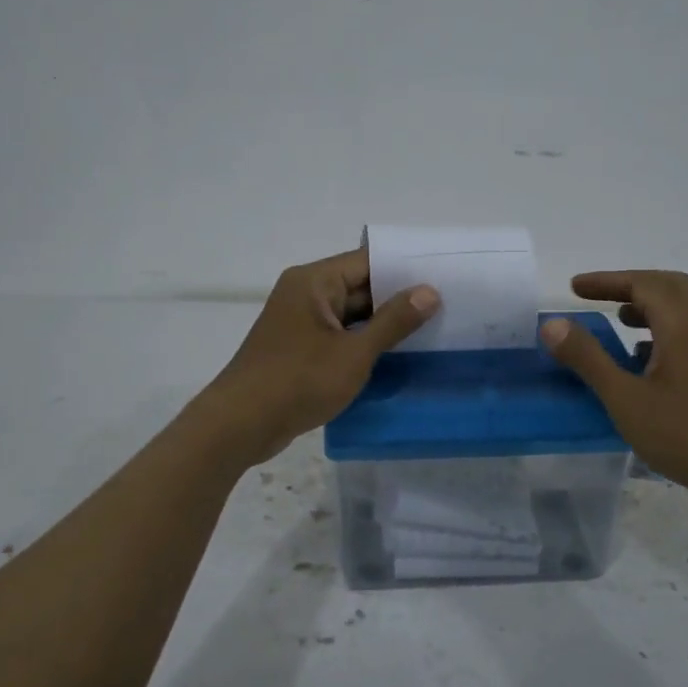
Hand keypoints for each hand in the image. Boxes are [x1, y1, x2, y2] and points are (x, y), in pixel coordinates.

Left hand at [193, 248, 438, 465]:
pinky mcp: (298, 348)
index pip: (368, 262)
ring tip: (430, 331)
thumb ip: (393, 321)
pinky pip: (338, 336)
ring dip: (382, 324)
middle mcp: (305, 293)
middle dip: (398, 299)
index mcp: (314, 282)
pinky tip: (395, 356)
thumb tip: (429, 291)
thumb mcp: (354, 352)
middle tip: (446, 307)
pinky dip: (363, 343)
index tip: (444, 278)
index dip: (405, 269)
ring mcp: (299, 322)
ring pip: (351, 314)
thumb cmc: (299, 381)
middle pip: (360, 287)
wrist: (241, 424)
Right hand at [541, 270, 687, 503]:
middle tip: (597, 298)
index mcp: (681, 328)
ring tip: (615, 326)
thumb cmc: (687, 435)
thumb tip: (553, 323)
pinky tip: (641, 366)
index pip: (644, 283)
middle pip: (668, 288)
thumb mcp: (626, 399)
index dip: (607, 280)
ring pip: (680, 315)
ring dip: (645, 310)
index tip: (574, 288)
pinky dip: (657, 336)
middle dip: (629, 286)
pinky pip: (685, 339)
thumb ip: (588, 359)